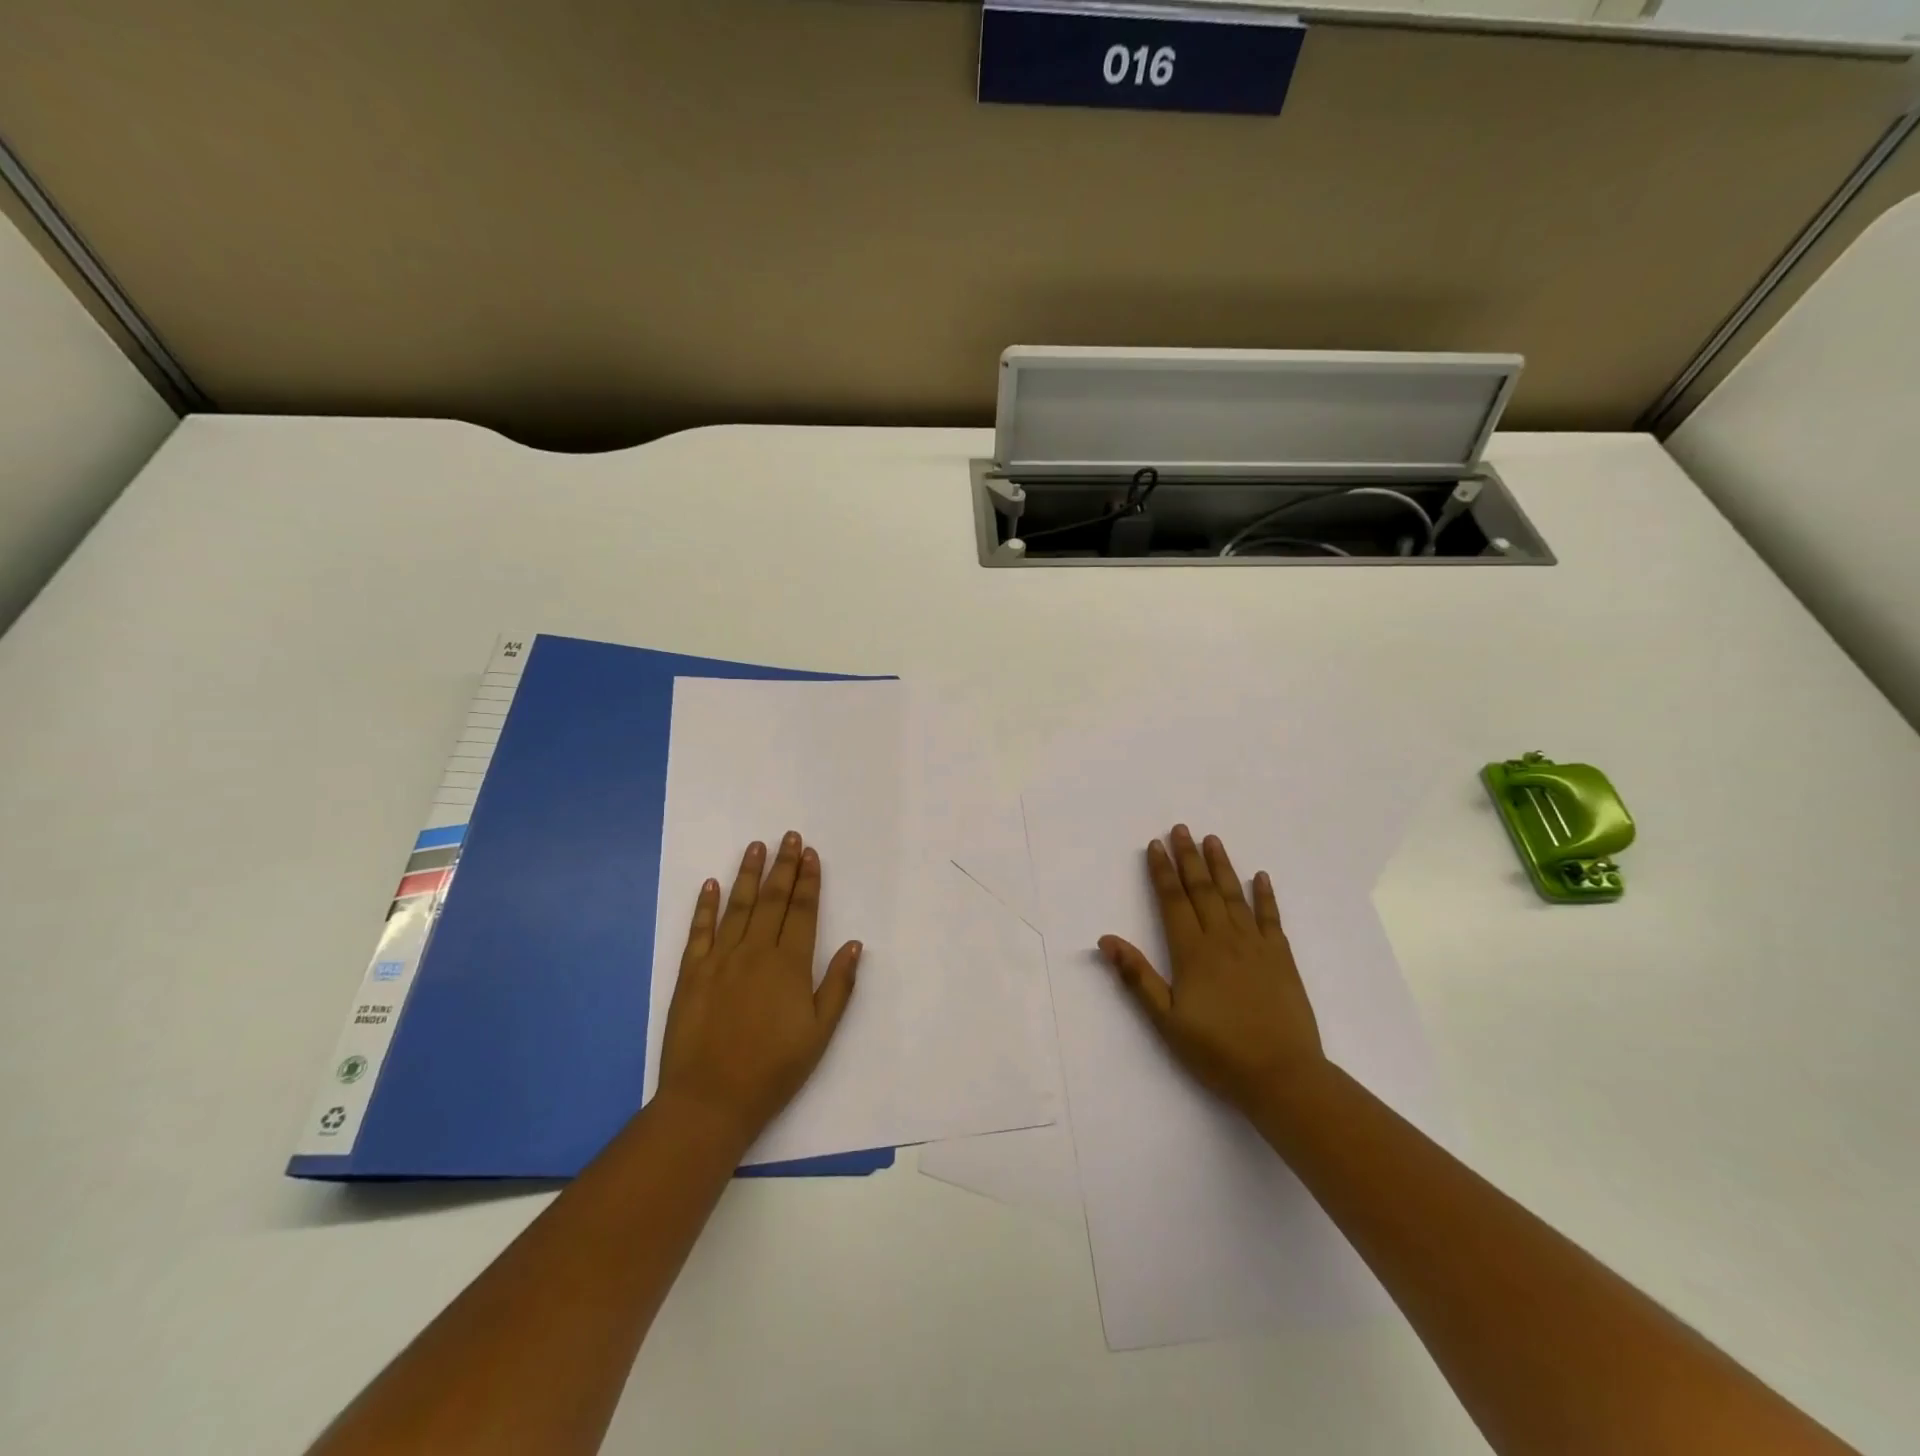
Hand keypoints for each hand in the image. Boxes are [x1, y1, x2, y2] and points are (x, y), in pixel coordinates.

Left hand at [656, 833, 860, 1147]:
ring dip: (748, 874)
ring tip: (756, 846)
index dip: (808, 880)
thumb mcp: (819, 1033)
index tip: (811, 854)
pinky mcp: (690, 974)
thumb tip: (855, 944)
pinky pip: (698, 931)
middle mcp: (755, 952)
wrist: (710, 1100)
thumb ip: (838, 986)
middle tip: (788, 836)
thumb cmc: (773, 1070)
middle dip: (783, 866)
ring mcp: (719, 960)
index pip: (803, 911)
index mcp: (789, 965)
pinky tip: (712, 884)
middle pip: (772, 900)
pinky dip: (705, 906)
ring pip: (737, 907)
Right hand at [1099, 824, 1325, 1115]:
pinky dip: (1265, 895)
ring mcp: (1256, 946)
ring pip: (1234, 896)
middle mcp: (1223, 939)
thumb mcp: (1166, 1020)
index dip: (1162, 872)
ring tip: (1212, 840)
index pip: (1172, 901)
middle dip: (1189, 858)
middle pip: (1202, 889)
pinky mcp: (1281, 958)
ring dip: (1222, 866)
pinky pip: (1271, 918)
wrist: (1282, 1076)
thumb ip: (1137, 977)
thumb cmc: (1217, 1052)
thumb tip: (1106, 940)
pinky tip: (1259, 877)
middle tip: (1181, 829)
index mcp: (1192, 952)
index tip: (1155, 845)